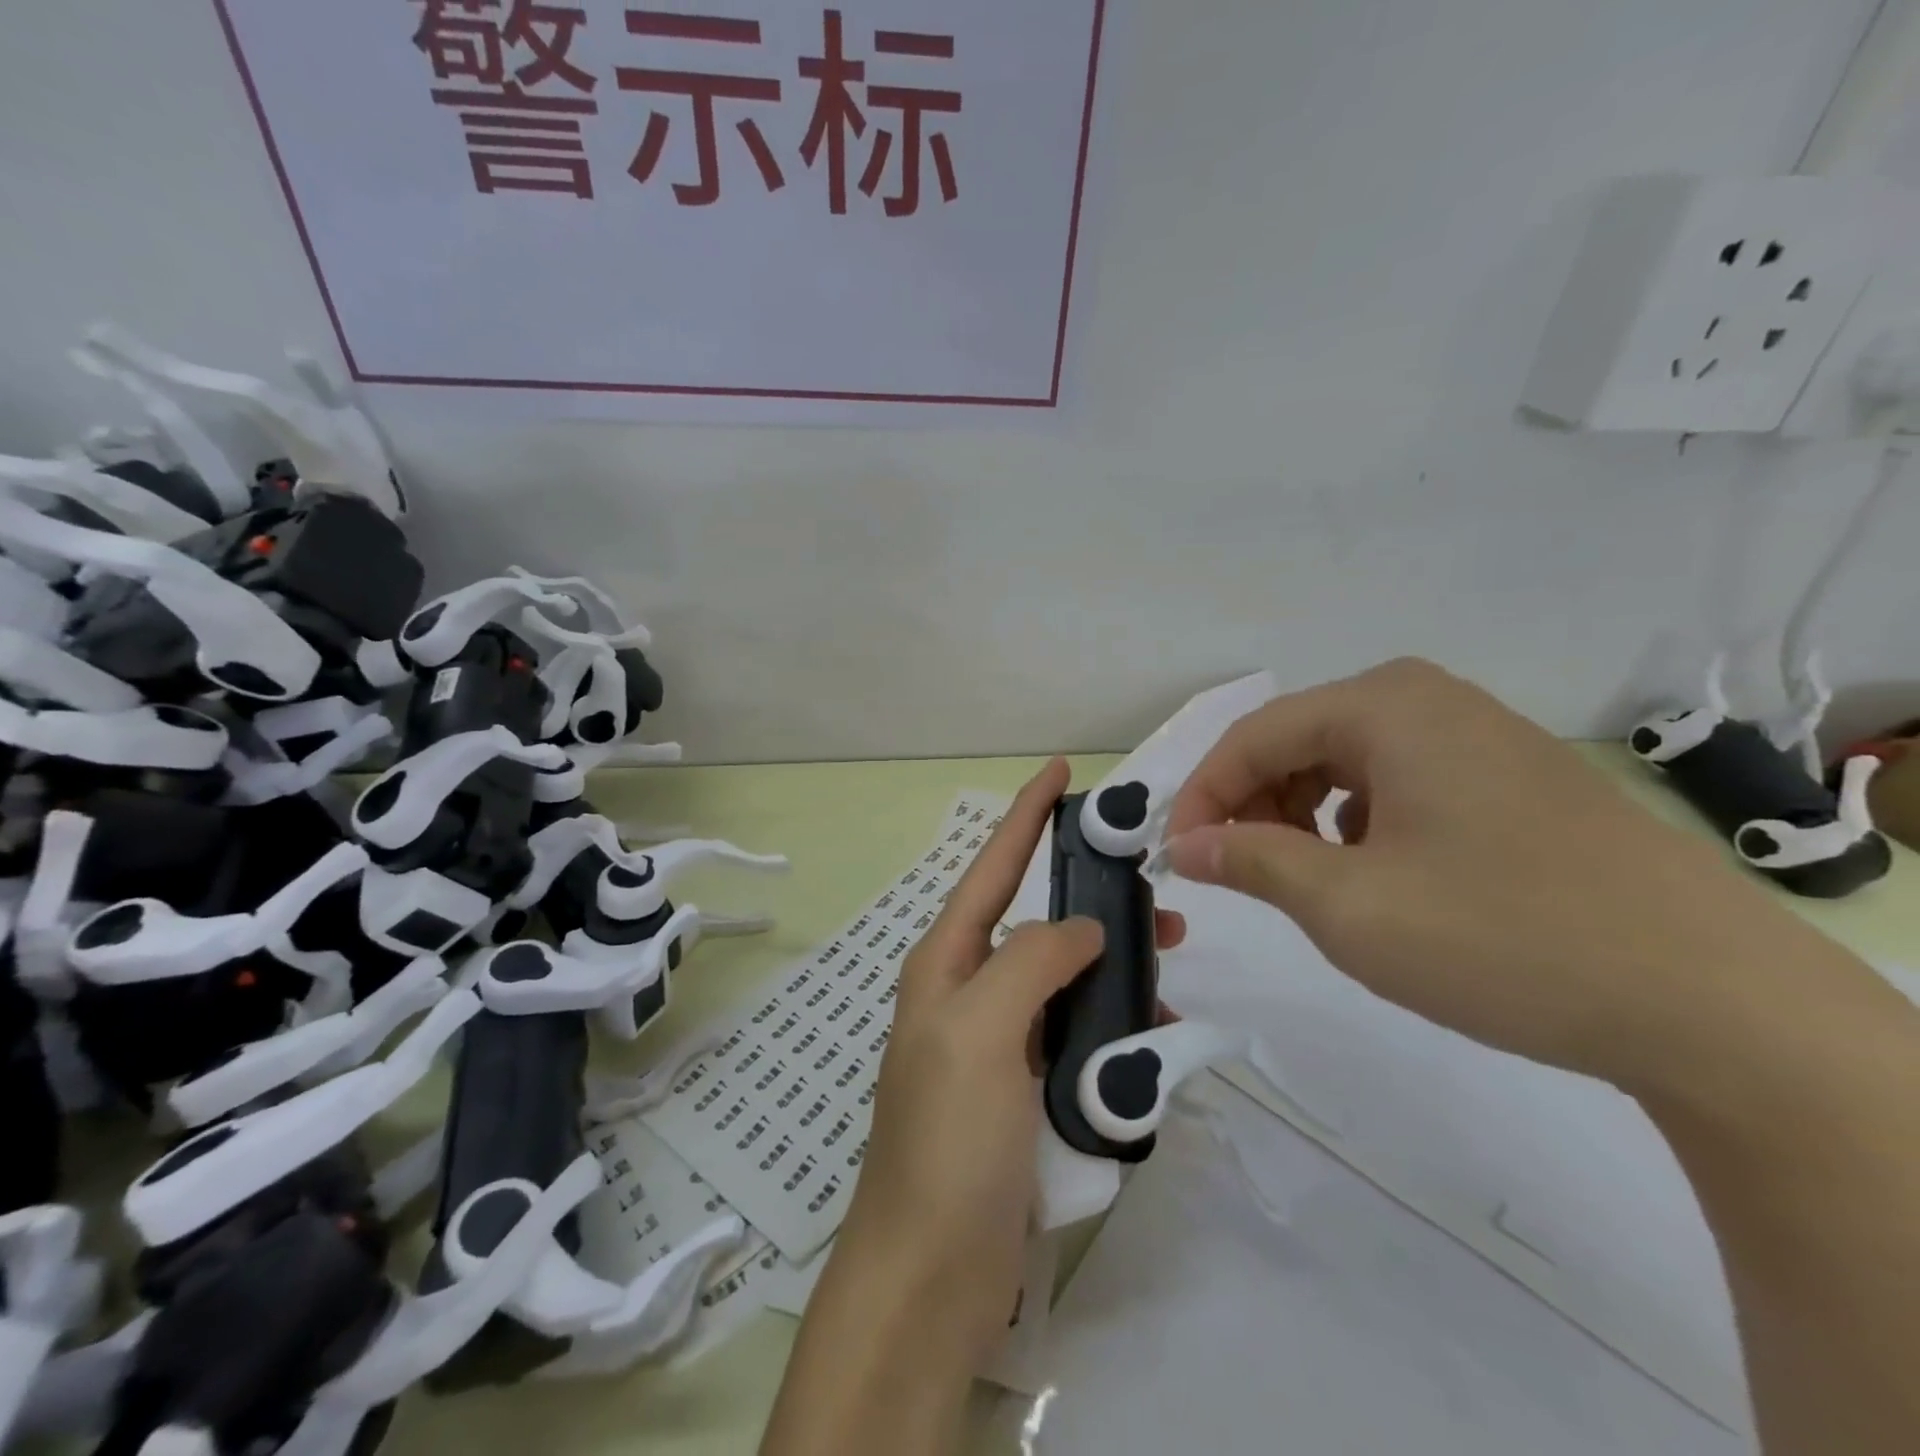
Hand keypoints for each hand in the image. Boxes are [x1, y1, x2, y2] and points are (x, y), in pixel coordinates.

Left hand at [839, 757, 1183, 1361]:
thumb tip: (1082, 928)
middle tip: (1155, 895)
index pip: (992, 868)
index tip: (1060, 771)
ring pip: (1066, 979)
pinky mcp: (1027, 1089)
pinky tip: (1150, 1036)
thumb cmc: (948, 1140)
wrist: (931, 1273)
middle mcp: (970, 991)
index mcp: (947, 963)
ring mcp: (999, 1042)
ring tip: (1168, 964)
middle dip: (1092, 900)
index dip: (1026, 816)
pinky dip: (1114, 1026)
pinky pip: (1078, 1034)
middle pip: (1038, 922)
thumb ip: (1031, 961)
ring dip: (1113, 969)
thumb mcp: (981, 1031)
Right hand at [1162, 657, 1848, 1093]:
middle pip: (1296, 741)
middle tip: (1232, 870)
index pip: (1252, 737)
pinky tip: (1369, 870)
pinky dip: (1354, 820)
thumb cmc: (1500, 936)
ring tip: (1299, 876)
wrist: (1710, 1001)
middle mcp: (1426, 699)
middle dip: (1250, 804)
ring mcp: (1474, 734)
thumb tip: (1183, 846)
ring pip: (1343, 761)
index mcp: (1383, 705)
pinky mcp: (1506, 776)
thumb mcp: (1346, 904)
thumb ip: (1249, 860)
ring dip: (1298, 814)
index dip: (1201, 797)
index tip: (1175, 858)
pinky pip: (1394, 781)